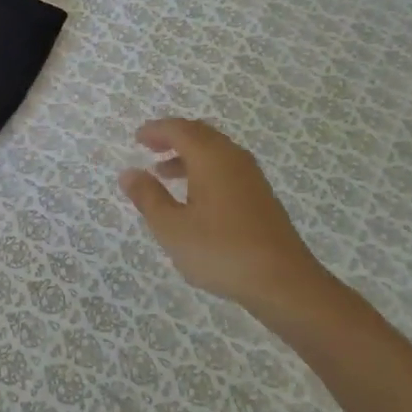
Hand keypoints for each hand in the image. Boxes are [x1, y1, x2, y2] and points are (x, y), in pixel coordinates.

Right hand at [119, 118, 330, 318]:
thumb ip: (148, 197)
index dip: (156, 130)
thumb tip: (129, 173)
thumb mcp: (172, 228)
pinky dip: (205, 169)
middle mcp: (233, 157)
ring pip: (215, 151)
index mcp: (210, 157)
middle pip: (200, 134)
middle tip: (150, 148)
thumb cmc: (221, 251)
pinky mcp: (261, 195)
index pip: (179, 129)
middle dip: (173, 137)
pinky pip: (226, 167)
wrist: (283, 281)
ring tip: (165, 174)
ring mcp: (251, 176)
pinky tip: (195, 197)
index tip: (138, 138)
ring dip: (188, 155)